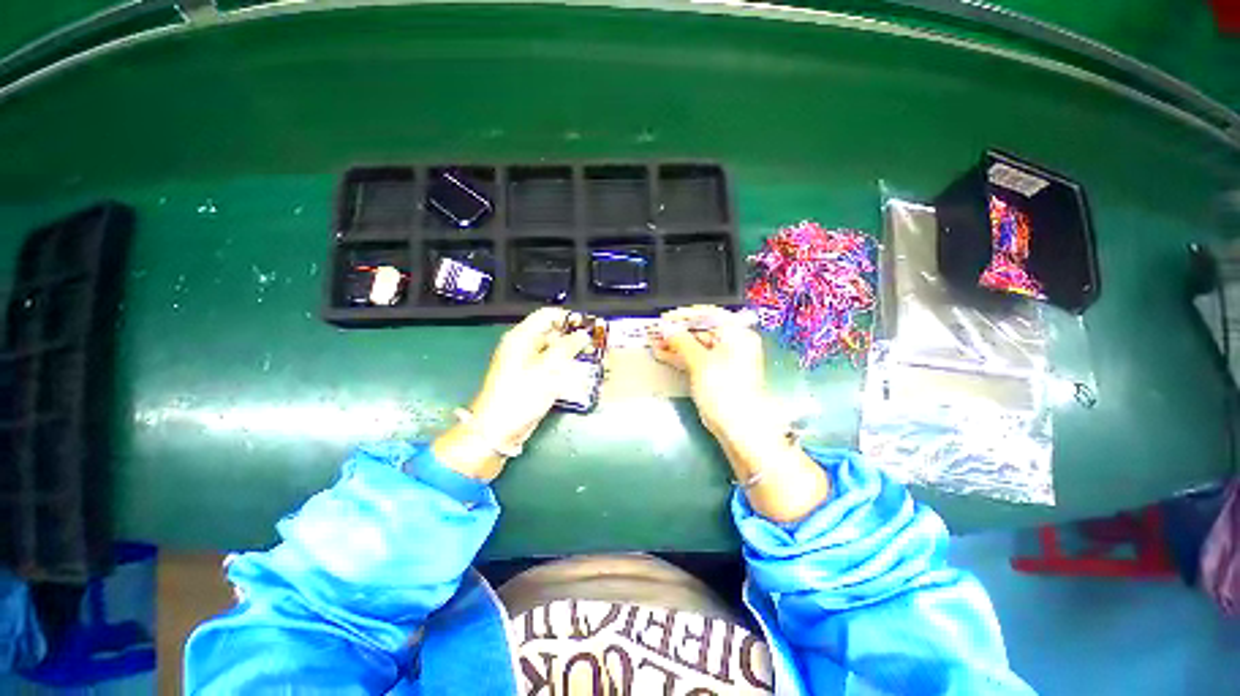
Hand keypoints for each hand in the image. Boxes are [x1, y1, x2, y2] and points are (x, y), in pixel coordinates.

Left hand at [470, 308, 590, 443]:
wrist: (500, 428)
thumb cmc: (521, 395)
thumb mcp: (548, 368)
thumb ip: (567, 347)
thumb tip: (583, 334)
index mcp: (521, 337)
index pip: (547, 315)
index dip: (568, 318)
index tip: (589, 325)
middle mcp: (523, 346)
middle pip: (551, 333)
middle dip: (573, 337)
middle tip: (594, 344)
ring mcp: (526, 363)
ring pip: (553, 350)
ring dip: (571, 353)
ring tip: (590, 358)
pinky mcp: (531, 378)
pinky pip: (550, 366)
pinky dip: (564, 367)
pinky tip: (578, 374)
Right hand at [651, 305, 767, 437]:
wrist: (738, 427)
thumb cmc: (723, 389)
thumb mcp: (700, 361)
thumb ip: (681, 341)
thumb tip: (666, 327)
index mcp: (737, 334)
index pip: (709, 315)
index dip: (685, 315)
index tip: (665, 318)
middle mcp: (734, 343)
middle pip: (703, 330)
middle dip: (679, 331)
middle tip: (657, 331)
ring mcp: (726, 359)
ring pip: (698, 345)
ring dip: (677, 345)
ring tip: (656, 343)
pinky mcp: (718, 374)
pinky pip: (698, 359)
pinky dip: (682, 357)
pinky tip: (664, 354)